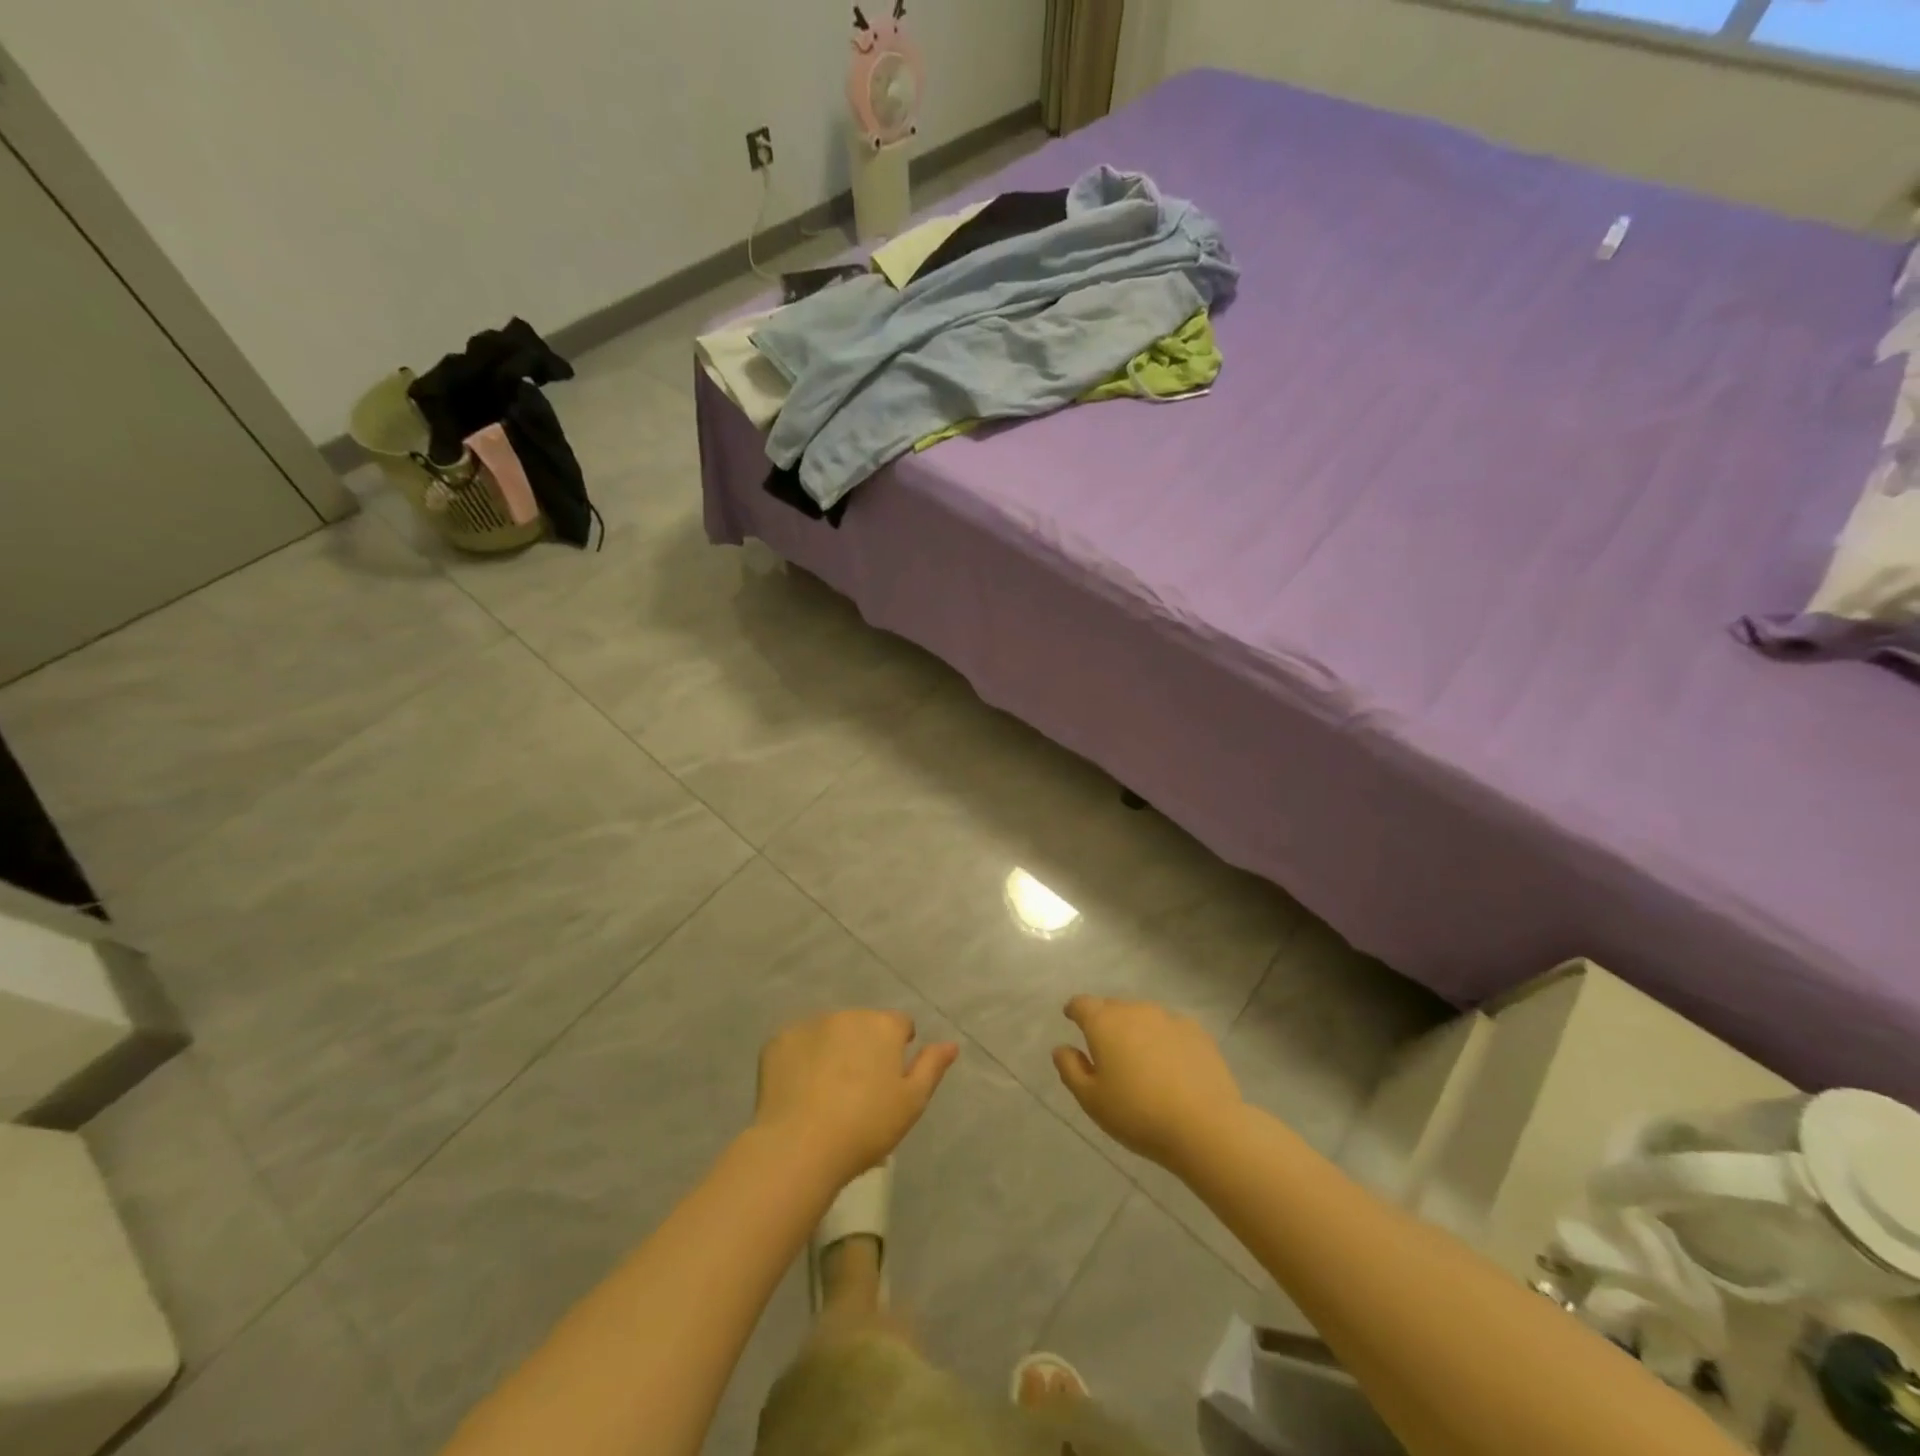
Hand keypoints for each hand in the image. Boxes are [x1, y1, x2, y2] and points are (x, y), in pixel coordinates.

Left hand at [755, 1010, 958, 1187]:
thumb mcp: (912, 1102)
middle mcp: (848, 1015)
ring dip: (832, 1050)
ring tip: (825, 1093)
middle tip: (857, 1090)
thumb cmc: (866, 1127)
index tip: (889, 1079)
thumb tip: (950, 1044)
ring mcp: (810, 1024)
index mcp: (883, 1026)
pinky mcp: (778, 1041)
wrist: (800, 1146)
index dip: (898, 1049)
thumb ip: (931, 1067)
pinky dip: (799, 1060)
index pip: (900, 1025)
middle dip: (863, 1047)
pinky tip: (798, 1092)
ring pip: (828, 1033)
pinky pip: (796, 1045)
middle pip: (862, 1026)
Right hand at [1053, 997, 1242, 1168]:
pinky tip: (1171, 1066)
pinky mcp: (1197, 1032)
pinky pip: (1170, 1029)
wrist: (1205, 1126)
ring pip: (1143, 1017)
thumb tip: (1061, 1048)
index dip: (1074, 1010)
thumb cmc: (1138, 1114)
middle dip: (1105, 1022)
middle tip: (1106, 1050)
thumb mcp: (1092, 1100)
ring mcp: (1169, 1019)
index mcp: (1104, 1023)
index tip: (1071, 1018)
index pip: (1082, 1004)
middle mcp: (1135, 1010)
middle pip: (1113, 1008)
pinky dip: (1164, 1040)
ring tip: (1140, 1060)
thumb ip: (1071, 1069)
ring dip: (1136, 1031)